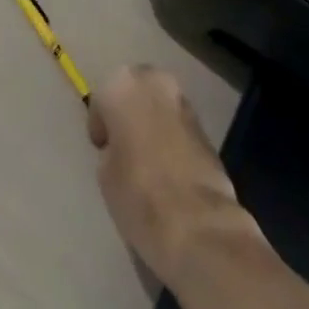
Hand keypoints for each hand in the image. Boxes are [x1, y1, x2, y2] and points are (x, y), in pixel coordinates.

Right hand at [88, 65, 260, 289]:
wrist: (198, 225)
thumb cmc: (137, 192)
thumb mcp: (105, 171)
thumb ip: (112, 147)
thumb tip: (123, 149)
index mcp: (122, 85)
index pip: (101, 100)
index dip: (101, 125)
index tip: (103, 150)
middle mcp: (154, 83)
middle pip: (134, 92)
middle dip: (129, 113)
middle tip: (124, 146)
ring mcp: (184, 102)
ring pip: (159, 106)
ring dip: (152, 123)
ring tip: (147, 160)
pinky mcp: (207, 128)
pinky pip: (178, 125)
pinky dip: (172, 138)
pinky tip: (169, 168)